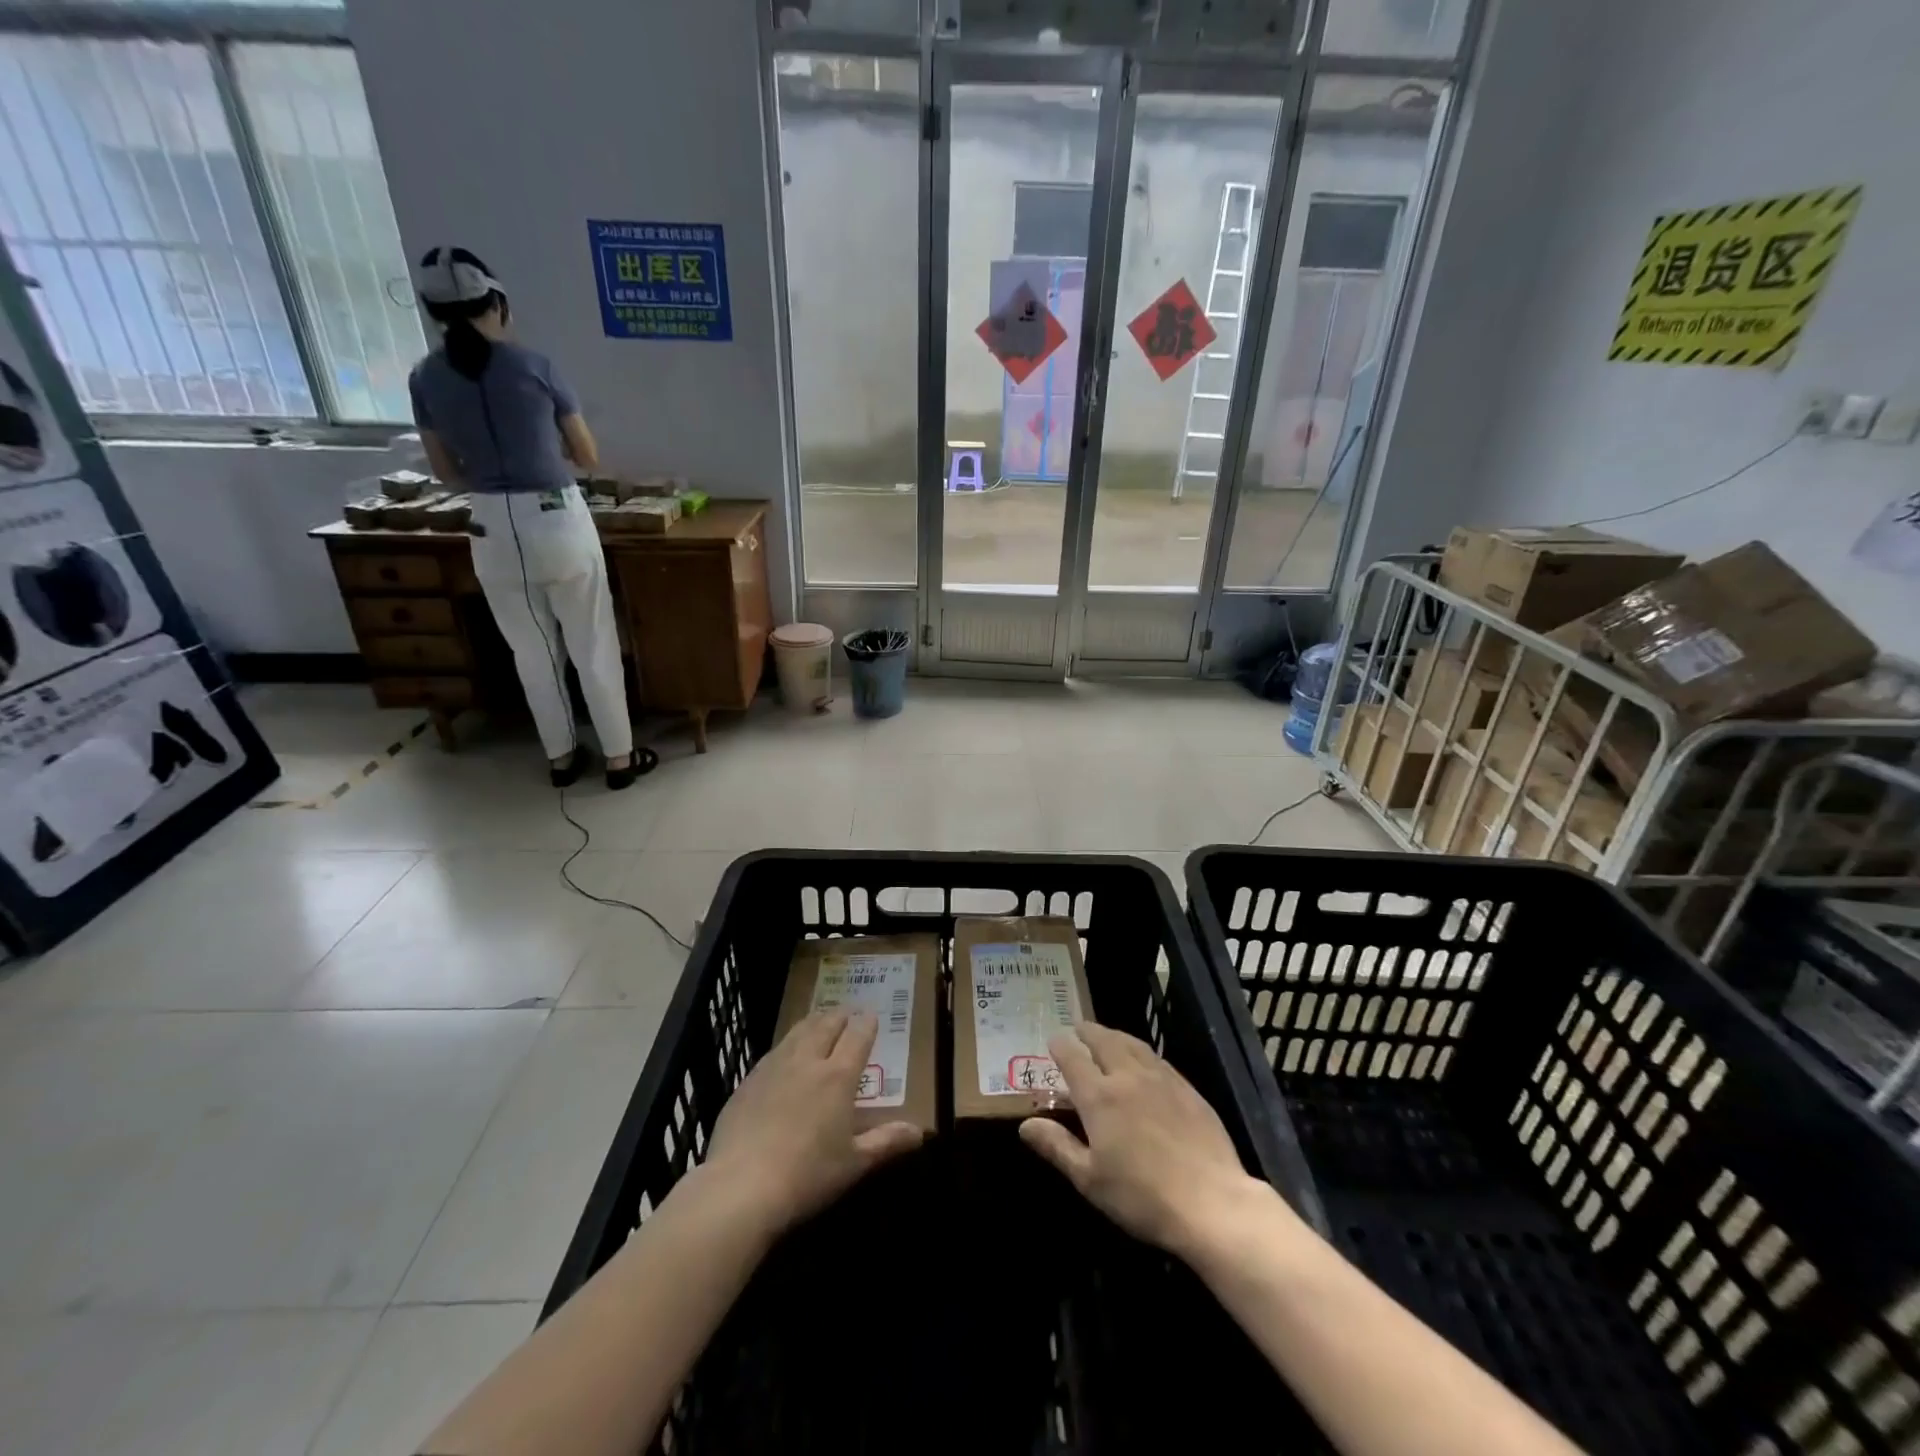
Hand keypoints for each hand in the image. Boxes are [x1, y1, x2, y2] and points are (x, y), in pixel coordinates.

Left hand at [703, 1010, 924, 1237]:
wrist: (740, 1186)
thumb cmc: (807, 1175)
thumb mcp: (854, 1164)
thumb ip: (887, 1142)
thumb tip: (921, 1132)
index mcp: (838, 1076)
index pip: (858, 1036)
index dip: (867, 1023)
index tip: (872, 1016)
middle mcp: (807, 1061)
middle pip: (826, 1025)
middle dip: (840, 1015)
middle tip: (847, 1013)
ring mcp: (774, 1067)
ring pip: (797, 1031)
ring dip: (813, 1022)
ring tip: (819, 1020)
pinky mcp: (748, 1081)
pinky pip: (773, 1051)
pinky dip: (787, 1044)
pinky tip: (784, 1055)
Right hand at [1020, 1021, 1271, 1259]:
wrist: (1211, 1203)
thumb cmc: (1142, 1197)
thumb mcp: (1090, 1179)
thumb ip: (1057, 1147)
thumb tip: (1026, 1125)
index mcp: (1099, 1096)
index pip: (1073, 1058)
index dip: (1060, 1046)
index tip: (1053, 1041)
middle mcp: (1128, 1076)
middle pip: (1104, 1041)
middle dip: (1088, 1032)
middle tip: (1079, 1028)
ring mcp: (1161, 1079)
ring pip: (1133, 1044)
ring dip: (1115, 1035)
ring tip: (1107, 1035)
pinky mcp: (1188, 1089)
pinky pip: (1158, 1058)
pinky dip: (1141, 1051)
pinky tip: (1144, 1061)